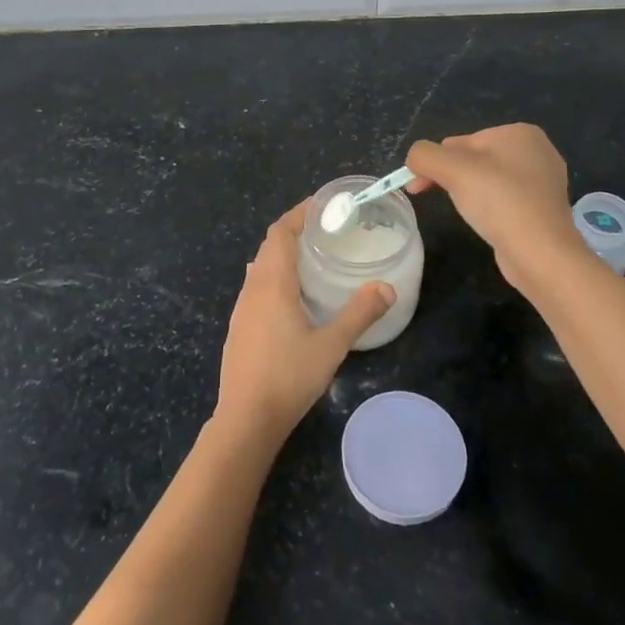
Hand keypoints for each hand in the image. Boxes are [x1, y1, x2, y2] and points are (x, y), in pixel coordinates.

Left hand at [215, 202, 394, 443]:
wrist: (246, 419)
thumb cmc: (288, 377)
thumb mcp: (331, 345)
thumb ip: (359, 314)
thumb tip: (386, 288)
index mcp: (272, 284)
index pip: (279, 233)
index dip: (298, 214)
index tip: (320, 205)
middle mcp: (252, 289)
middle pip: (269, 247)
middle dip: (293, 231)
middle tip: (324, 229)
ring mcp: (241, 310)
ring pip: (260, 268)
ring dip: (282, 255)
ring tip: (311, 258)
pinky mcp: (239, 329)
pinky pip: (256, 288)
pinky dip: (274, 277)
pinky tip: (292, 298)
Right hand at [406, 124, 583, 290]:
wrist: (541, 253)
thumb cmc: (499, 202)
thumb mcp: (451, 169)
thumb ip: (424, 155)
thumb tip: (414, 159)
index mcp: (519, 132)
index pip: (460, 142)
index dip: (436, 163)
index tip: (419, 187)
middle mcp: (536, 150)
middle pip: (474, 159)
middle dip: (452, 177)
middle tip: (441, 200)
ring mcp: (544, 181)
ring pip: (488, 180)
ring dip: (470, 193)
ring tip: (471, 214)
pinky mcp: (544, 208)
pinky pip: (505, 199)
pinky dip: (491, 208)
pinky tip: (490, 223)